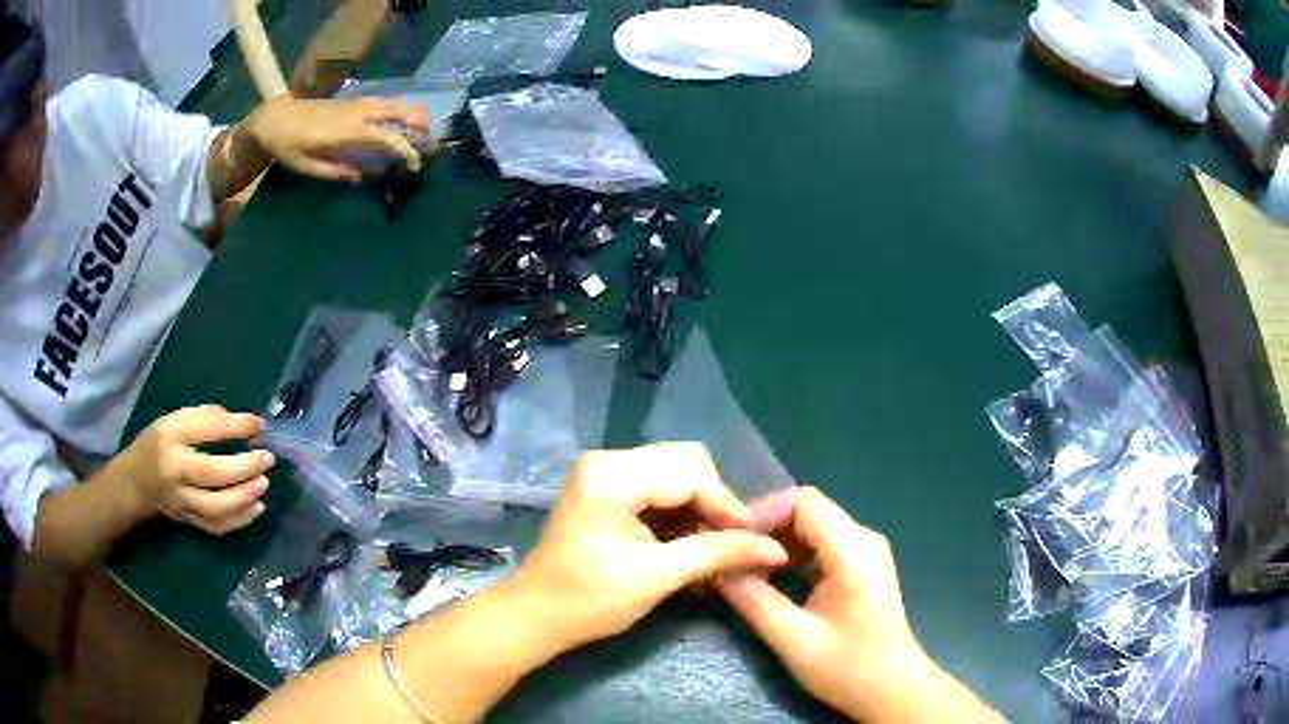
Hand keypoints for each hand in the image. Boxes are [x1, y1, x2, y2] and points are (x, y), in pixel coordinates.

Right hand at [115, 405, 274, 534]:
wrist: (137, 481)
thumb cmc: (161, 443)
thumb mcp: (177, 421)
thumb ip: (207, 421)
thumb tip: (249, 425)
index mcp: (171, 435)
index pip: (204, 428)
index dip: (235, 426)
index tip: (259, 424)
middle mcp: (175, 469)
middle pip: (211, 473)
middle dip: (244, 467)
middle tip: (267, 459)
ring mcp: (181, 500)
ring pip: (215, 507)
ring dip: (244, 497)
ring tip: (263, 484)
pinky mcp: (188, 522)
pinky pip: (217, 526)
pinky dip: (239, 519)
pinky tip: (256, 506)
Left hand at [245, 95, 431, 182]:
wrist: (277, 118)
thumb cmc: (289, 146)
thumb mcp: (308, 167)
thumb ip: (337, 172)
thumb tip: (364, 178)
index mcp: (350, 131)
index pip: (390, 137)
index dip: (408, 150)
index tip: (418, 165)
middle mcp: (360, 112)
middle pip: (402, 112)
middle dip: (422, 126)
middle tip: (435, 144)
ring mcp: (359, 103)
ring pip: (397, 103)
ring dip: (415, 115)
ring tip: (428, 131)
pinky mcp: (356, 101)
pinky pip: (387, 103)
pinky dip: (402, 110)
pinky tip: (405, 121)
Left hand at [508, 443, 788, 654]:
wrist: (536, 616)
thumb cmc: (589, 600)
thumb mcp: (658, 577)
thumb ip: (718, 553)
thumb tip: (774, 548)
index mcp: (611, 475)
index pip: (690, 475)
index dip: (728, 506)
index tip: (755, 541)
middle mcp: (608, 460)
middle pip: (686, 463)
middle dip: (715, 502)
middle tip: (731, 543)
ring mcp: (605, 473)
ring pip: (676, 473)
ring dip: (700, 507)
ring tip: (715, 546)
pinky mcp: (607, 489)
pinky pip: (659, 487)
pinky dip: (681, 512)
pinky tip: (691, 542)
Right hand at [719, 487, 938, 722]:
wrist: (892, 688)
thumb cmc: (847, 668)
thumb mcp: (792, 639)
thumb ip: (753, 599)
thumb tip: (718, 568)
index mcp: (853, 551)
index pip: (804, 501)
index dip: (764, 512)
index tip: (732, 540)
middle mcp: (864, 539)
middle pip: (808, 510)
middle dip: (767, 527)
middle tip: (731, 555)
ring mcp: (867, 550)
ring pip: (814, 525)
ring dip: (778, 541)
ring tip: (745, 567)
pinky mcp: (863, 565)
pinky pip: (823, 542)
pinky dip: (794, 553)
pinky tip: (772, 577)